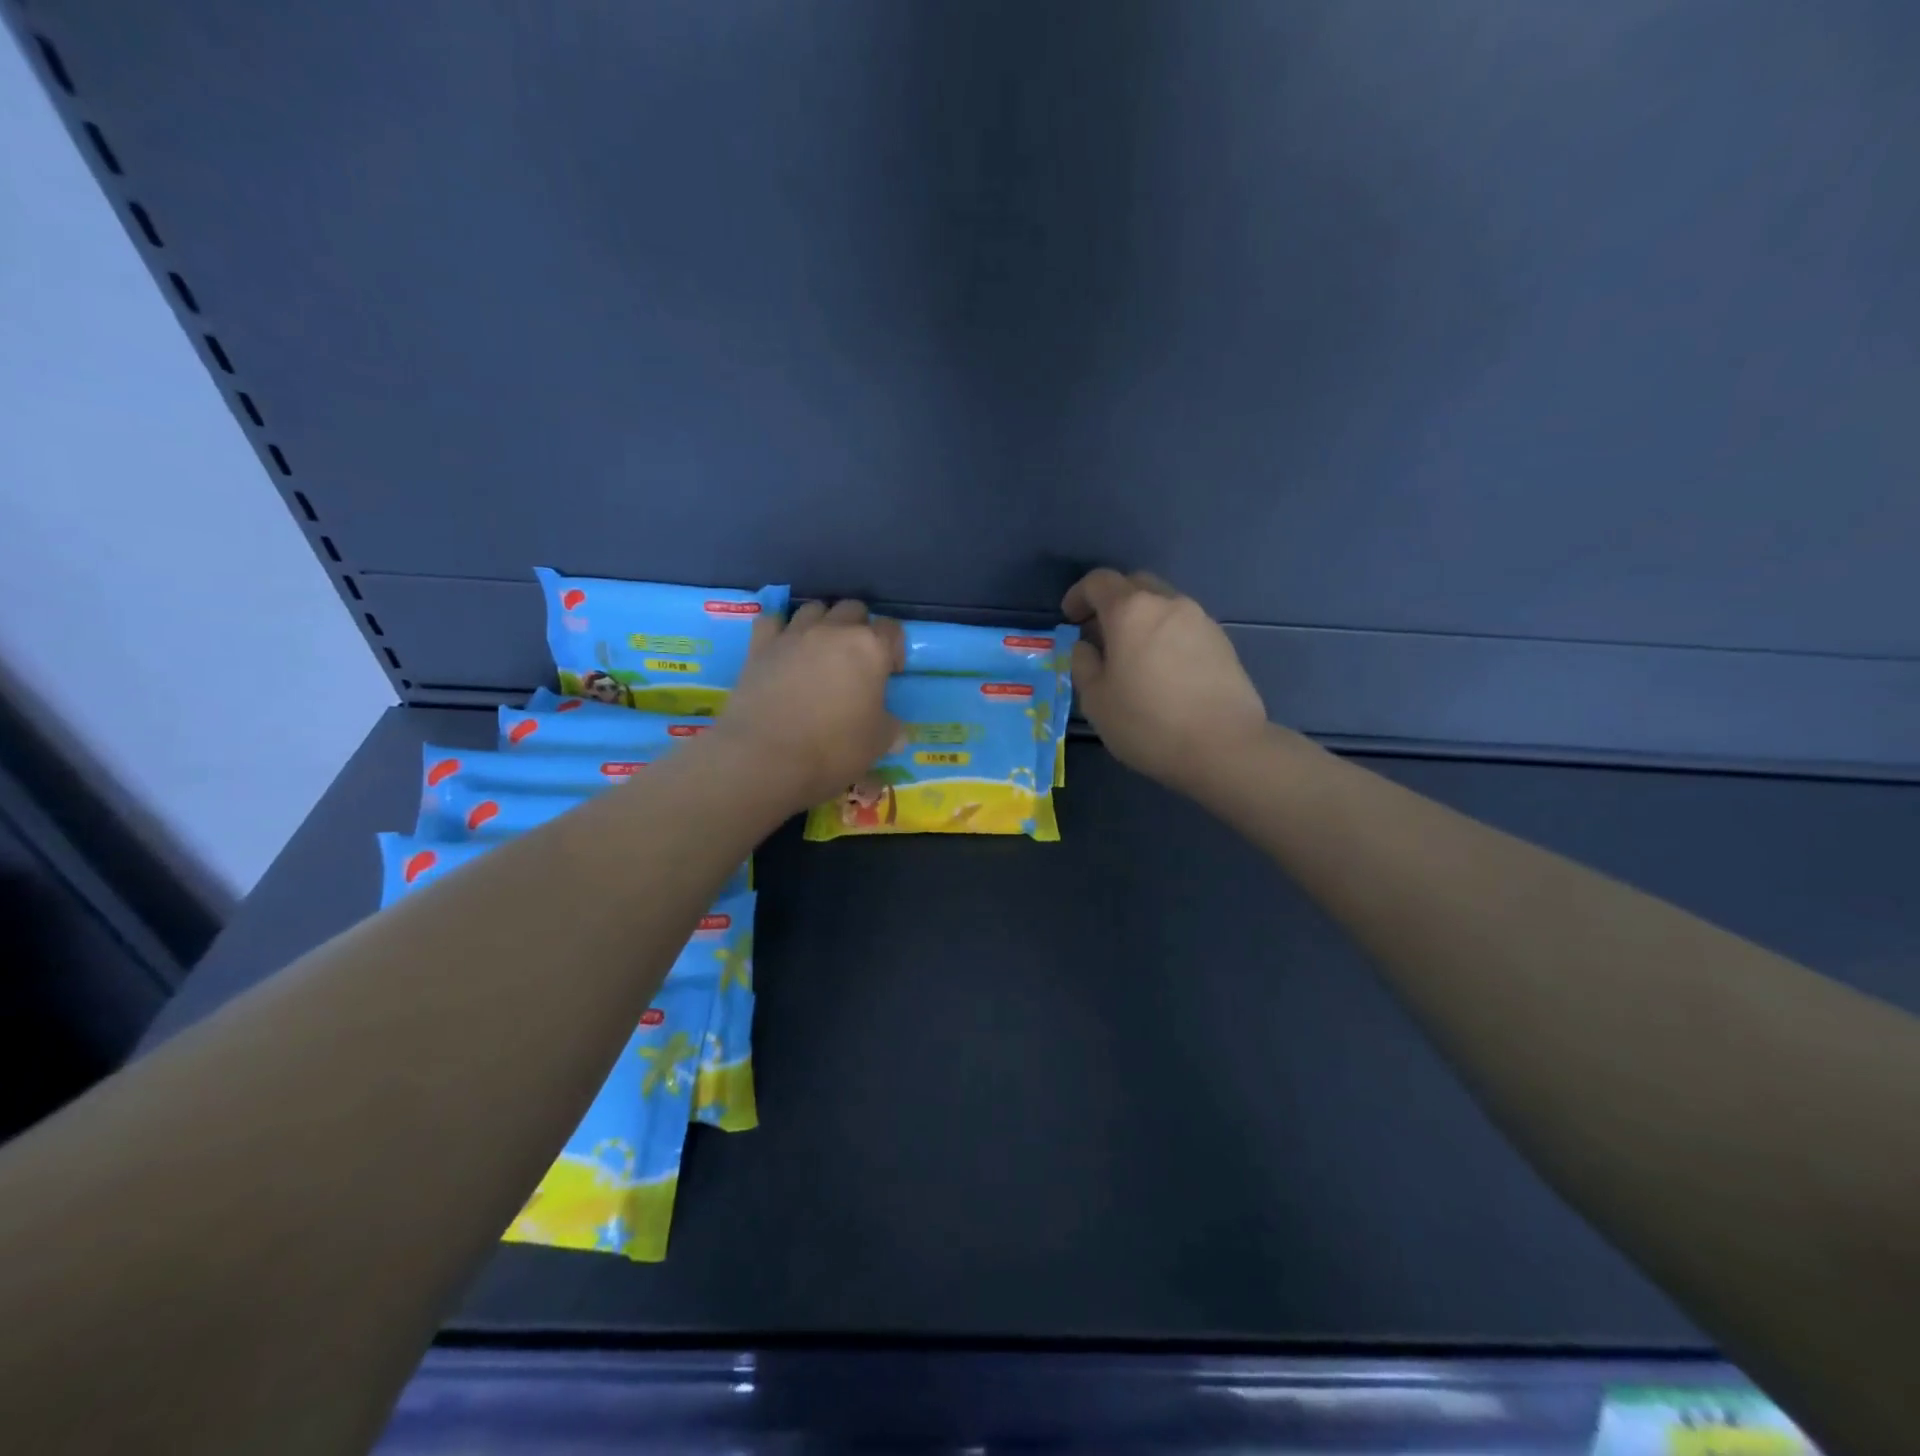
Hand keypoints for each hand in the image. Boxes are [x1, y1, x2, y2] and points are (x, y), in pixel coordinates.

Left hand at [714, 599, 903, 810]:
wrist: (766, 757)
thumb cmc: (833, 749)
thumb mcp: (877, 744)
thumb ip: (891, 730)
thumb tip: (896, 732)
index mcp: (870, 648)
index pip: (892, 630)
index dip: (895, 648)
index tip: (890, 672)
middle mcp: (833, 630)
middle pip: (853, 609)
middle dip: (860, 628)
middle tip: (857, 660)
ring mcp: (794, 634)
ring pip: (814, 608)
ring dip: (823, 622)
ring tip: (821, 651)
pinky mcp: (760, 646)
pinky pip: (772, 621)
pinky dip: (780, 629)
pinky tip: (783, 648)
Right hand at [1063, 568, 1268, 795]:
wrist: (1223, 746)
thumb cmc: (1147, 723)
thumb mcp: (1096, 700)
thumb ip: (1083, 665)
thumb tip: (1086, 647)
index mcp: (1131, 611)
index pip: (1099, 582)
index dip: (1079, 595)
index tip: (1070, 618)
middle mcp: (1168, 603)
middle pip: (1135, 585)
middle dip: (1112, 602)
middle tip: (1099, 634)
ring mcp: (1200, 620)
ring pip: (1163, 605)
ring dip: (1142, 620)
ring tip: (1132, 655)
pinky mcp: (1222, 642)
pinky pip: (1184, 626)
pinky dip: (1166, 636)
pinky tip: (1163, 670)